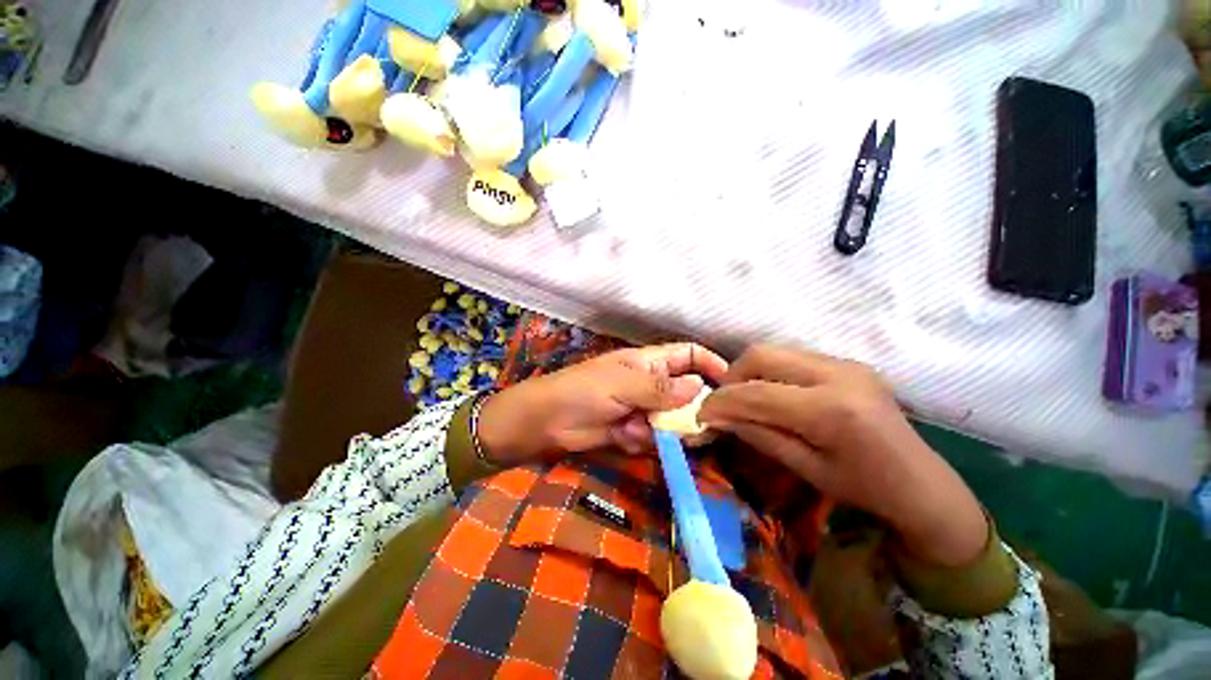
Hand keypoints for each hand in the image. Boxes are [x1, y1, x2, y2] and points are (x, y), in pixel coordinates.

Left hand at [477, 343, 728, 464]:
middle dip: (691, 410)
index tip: (731, 385)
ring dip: (665, 430)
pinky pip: (653, 438)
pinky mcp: (631, 431)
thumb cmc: (581, 391)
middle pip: (687, 392)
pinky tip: (624, 437)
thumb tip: (700, 387)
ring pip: (673, 419)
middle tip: (696, 427)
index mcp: (649, 362)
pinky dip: (642, 440)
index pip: (688, 354)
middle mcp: (650, 383)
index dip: (710, 364)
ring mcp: (641, 409)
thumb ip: (661, 388)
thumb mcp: (622, 384)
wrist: (544, 423)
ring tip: (642, 431)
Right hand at [698, 345, 987, 566]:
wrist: (923, 484)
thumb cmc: (865, 489)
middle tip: (724, 404)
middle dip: (732, 377)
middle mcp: (838, 374)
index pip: (756, 393)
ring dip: (749, 372)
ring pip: (774, 351)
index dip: (721, 401)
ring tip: (745, 399)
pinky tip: (772, 395)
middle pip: (762, 355)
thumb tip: (718, 418)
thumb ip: (758, 435)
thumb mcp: (805, 469)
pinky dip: (770, 372)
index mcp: (831, 410)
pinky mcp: (847, 362)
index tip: (701, 414)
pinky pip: (792, 357)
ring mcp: (845, 363)